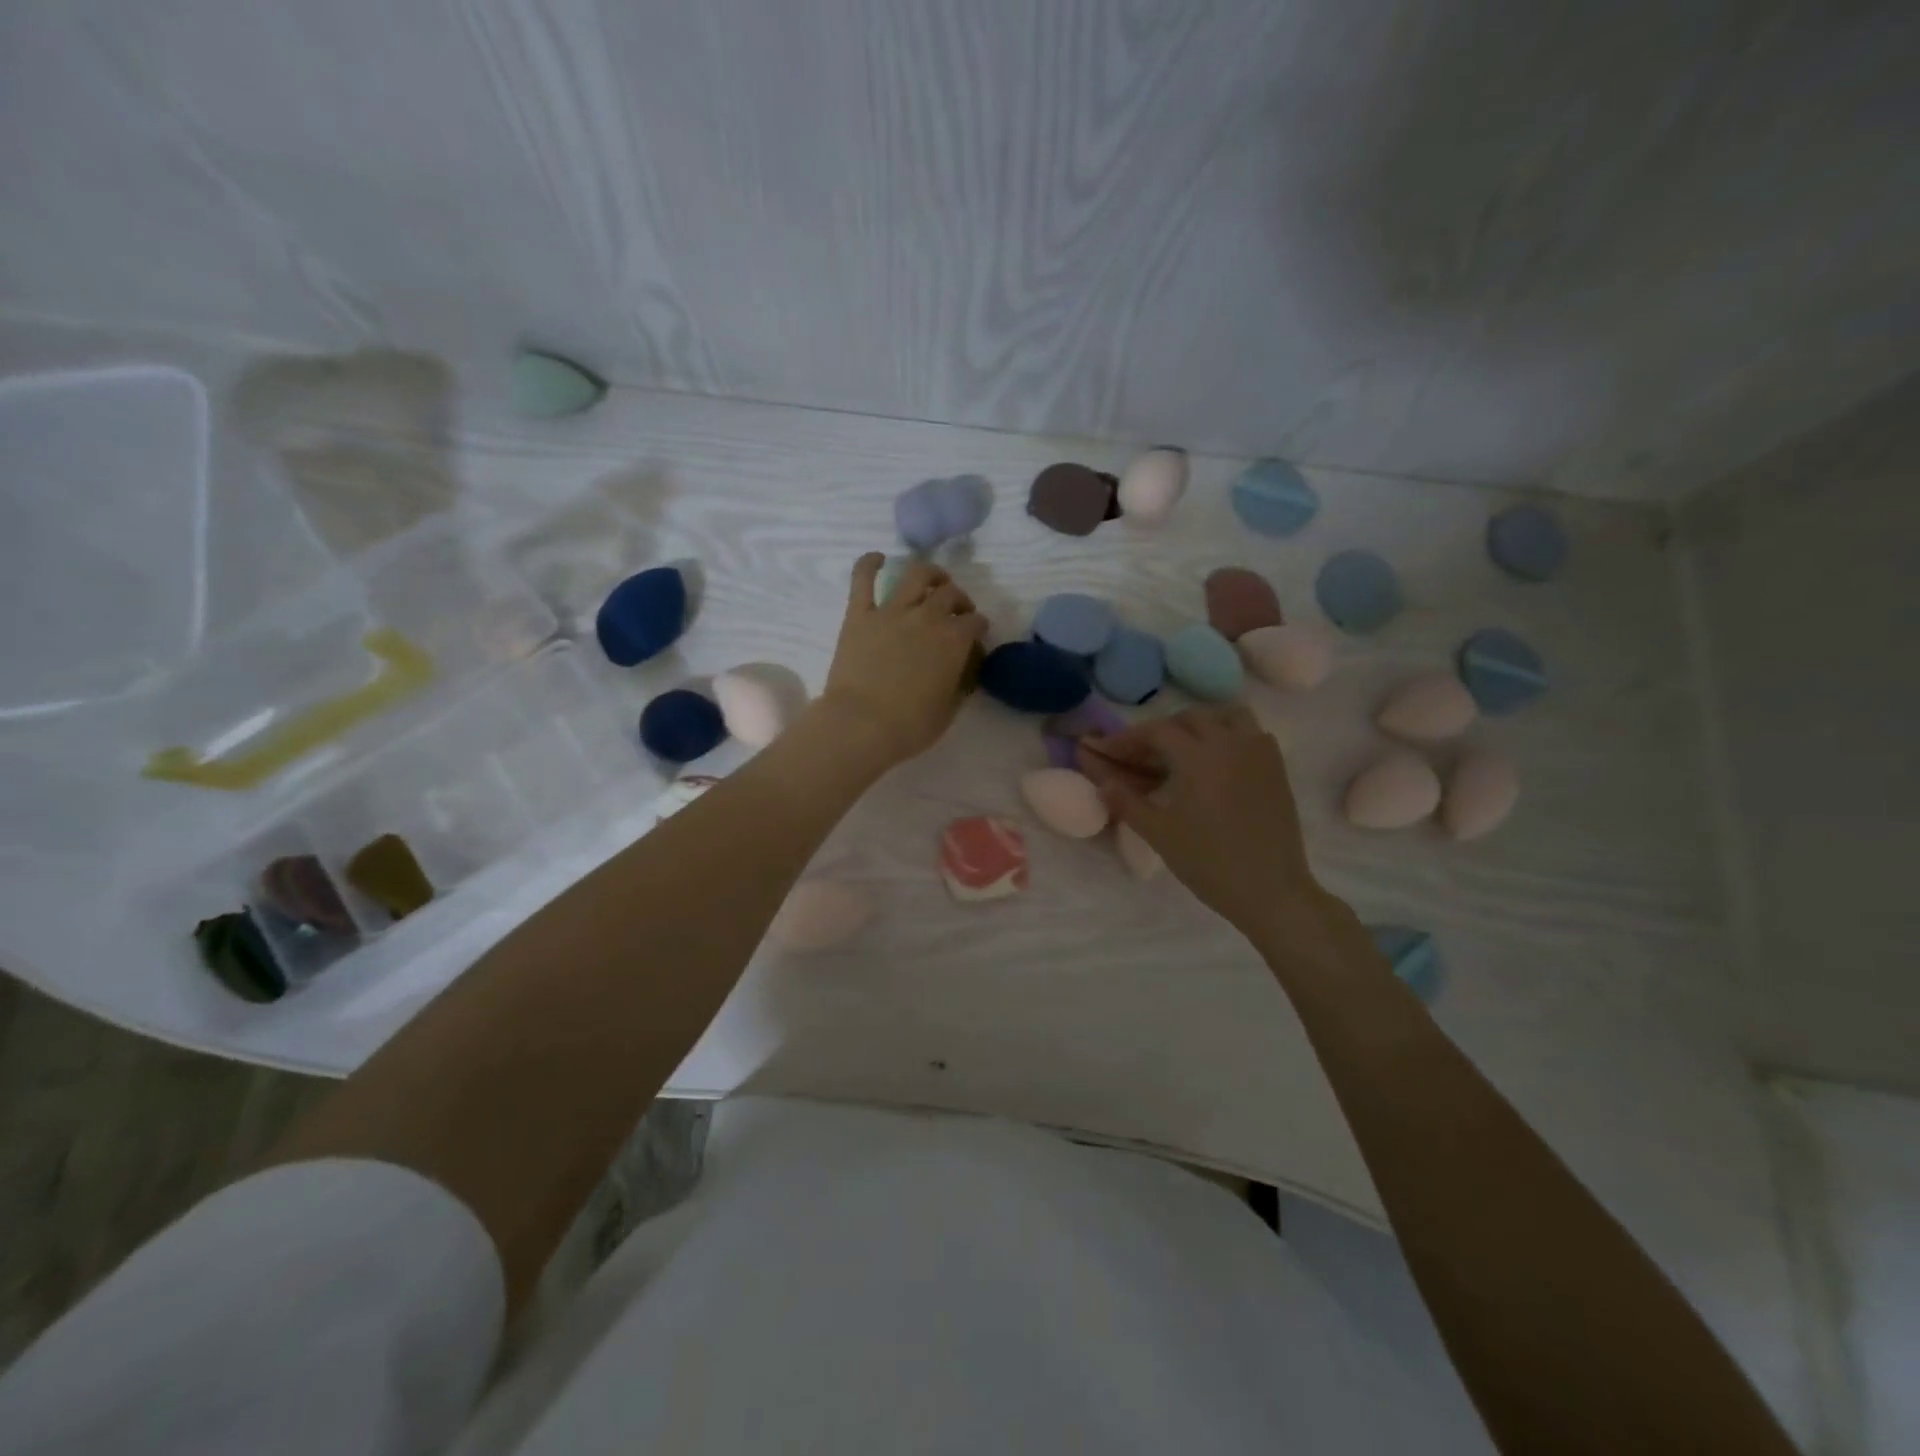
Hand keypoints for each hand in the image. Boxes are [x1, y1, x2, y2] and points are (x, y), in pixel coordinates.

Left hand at [816, 554, 986, 767]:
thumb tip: (963, 672)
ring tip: (932, 580)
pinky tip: (877, 559)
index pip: (976, 623)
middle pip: (951, 594)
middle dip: (960, 600)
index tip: (976, 637)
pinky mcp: (860, 615)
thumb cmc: (909, 726)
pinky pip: (863, 579)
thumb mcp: (948, 711)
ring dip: (930, 573)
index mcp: (954, 641)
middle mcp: (927, 617)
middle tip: (957, 611)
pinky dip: (869, 564)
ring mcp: (892, 611)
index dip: (978, 628)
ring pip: (917, 575)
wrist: (861, 725)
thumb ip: (959, 684)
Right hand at [1077, 706, 1332, 936]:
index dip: (1128, 738)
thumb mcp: (1158, 833)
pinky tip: (1218, 761)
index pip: (1156, 731)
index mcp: (1198, 755)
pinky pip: (1252, 733)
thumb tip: (1103, 783)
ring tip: (1184, 748)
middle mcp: (1230, 743)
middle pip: (1191, 717)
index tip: (1108, 751)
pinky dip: (1230, 735)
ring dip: (1201, 724)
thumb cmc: (1208, 861)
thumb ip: (1126, 802)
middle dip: (1162, 729)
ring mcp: (1258, 752)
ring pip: (1228, 716)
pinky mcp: (1276, 768)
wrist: (1271, 890)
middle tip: (1143, 753)